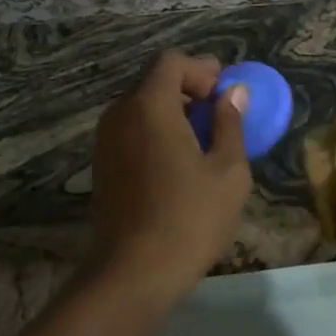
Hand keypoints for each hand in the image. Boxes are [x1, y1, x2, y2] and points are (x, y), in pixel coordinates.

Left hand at [89, 52, 252, 307]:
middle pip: (154, 81)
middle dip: (188, 89)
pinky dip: (155, 130)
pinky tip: (178, 161)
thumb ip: (230, 124)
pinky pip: (131, 129)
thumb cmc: (189, 219)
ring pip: (141, 106)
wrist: (132, 273)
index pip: (171, 62)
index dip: (201, 69)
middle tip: (219, 113)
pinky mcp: (101, 163)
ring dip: (172, 111)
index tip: (224, 91)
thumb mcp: (227, 171)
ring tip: (203, 139)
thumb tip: (233, 93)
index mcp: (149, 105)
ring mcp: (105, 139)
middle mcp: (120, 113)